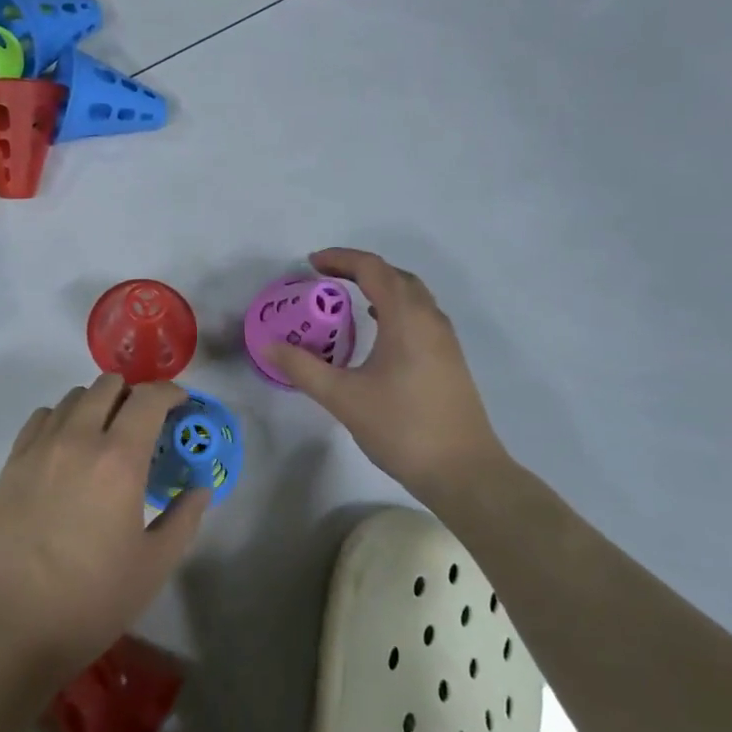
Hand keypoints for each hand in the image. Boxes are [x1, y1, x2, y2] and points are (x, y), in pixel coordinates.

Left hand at [0, 374, 207, 684]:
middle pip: (109, 385)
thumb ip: (185, 517)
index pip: (149, 398)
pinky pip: (42, 417)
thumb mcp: (154, 564)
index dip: (171, 393)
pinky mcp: (13, 462)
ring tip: (106, 436)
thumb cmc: (92, 600)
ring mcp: (40, 447)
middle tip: (145, 425)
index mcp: (119, 459)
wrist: (12, 627)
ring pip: (74, 397)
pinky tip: (68, 449)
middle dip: (134, 395)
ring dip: (98, 404)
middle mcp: (78, 438)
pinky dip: (63, 419)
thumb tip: (201, 486)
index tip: (181, 406)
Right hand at [266, 248, 502, 500]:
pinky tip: (380, 330)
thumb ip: (302, 368)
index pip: (372, 269)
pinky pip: (420, 315)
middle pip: (395, 275)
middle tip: (326, 277)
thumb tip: (267, 345)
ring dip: (380, 287)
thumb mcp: (343, 398)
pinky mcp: (450, 360)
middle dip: (360, 269)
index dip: (340, 259)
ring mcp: (444, 340)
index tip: (311, 264)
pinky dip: (395, 307)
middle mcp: (430, 319)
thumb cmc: (402, 428)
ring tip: (348, 298)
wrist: (464, 473)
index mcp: (406, 318)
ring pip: (412, 295)